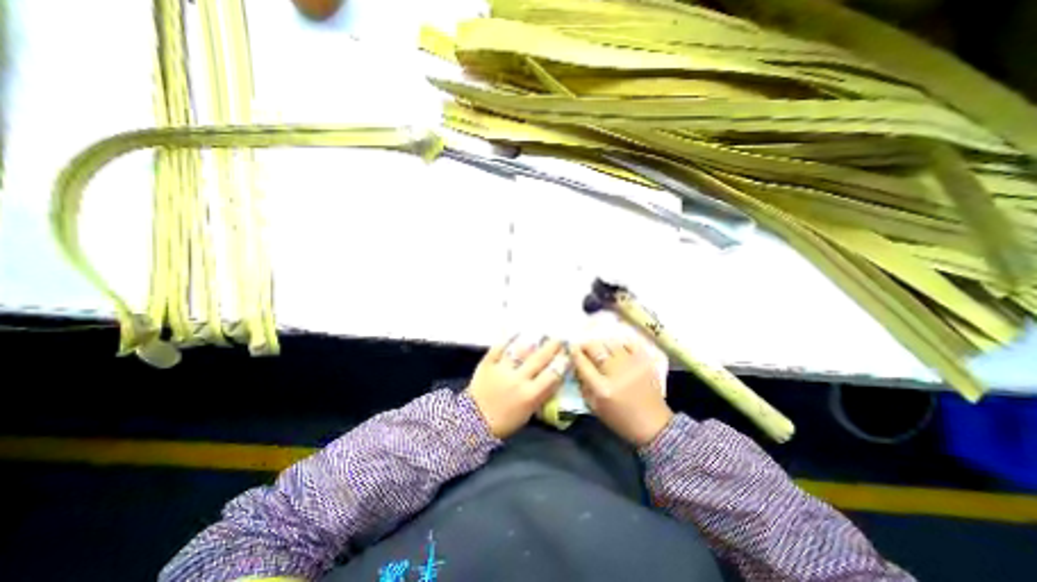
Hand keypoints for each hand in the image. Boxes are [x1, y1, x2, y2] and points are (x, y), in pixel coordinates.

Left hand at [469, 339, 566, 437]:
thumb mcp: (528, 413)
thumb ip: (540, 395)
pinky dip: (507, 338)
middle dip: (552, 347)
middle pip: (539, 359)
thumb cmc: (504, 421)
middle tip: (559, 338)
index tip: (567, 354)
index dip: (562, 363)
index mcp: (530, 395)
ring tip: (540, 332)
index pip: (552, 375)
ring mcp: (502, 369)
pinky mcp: (488, 363)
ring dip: (532, 341)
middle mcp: (518, 380)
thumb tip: (552, 378)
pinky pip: (499, 347)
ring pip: (520, 350)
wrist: (473, 422)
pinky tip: (516, 331)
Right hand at [575, 340, 672, 445]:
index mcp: (602, 389)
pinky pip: (630, 344)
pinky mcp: (645, 362)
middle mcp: (616, 374)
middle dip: (586, 344)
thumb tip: (578, 366)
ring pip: (611, 344)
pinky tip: (618, 348)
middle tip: (584, 345)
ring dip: (602, 344)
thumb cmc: (621, 420)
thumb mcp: (596, 408)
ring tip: (601, 347)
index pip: (583, 364)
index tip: (571, 347)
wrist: (654, 425)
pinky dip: (621, 344)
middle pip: (595, 349)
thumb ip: (584, 386)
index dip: (575, 352)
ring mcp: (632, 365)